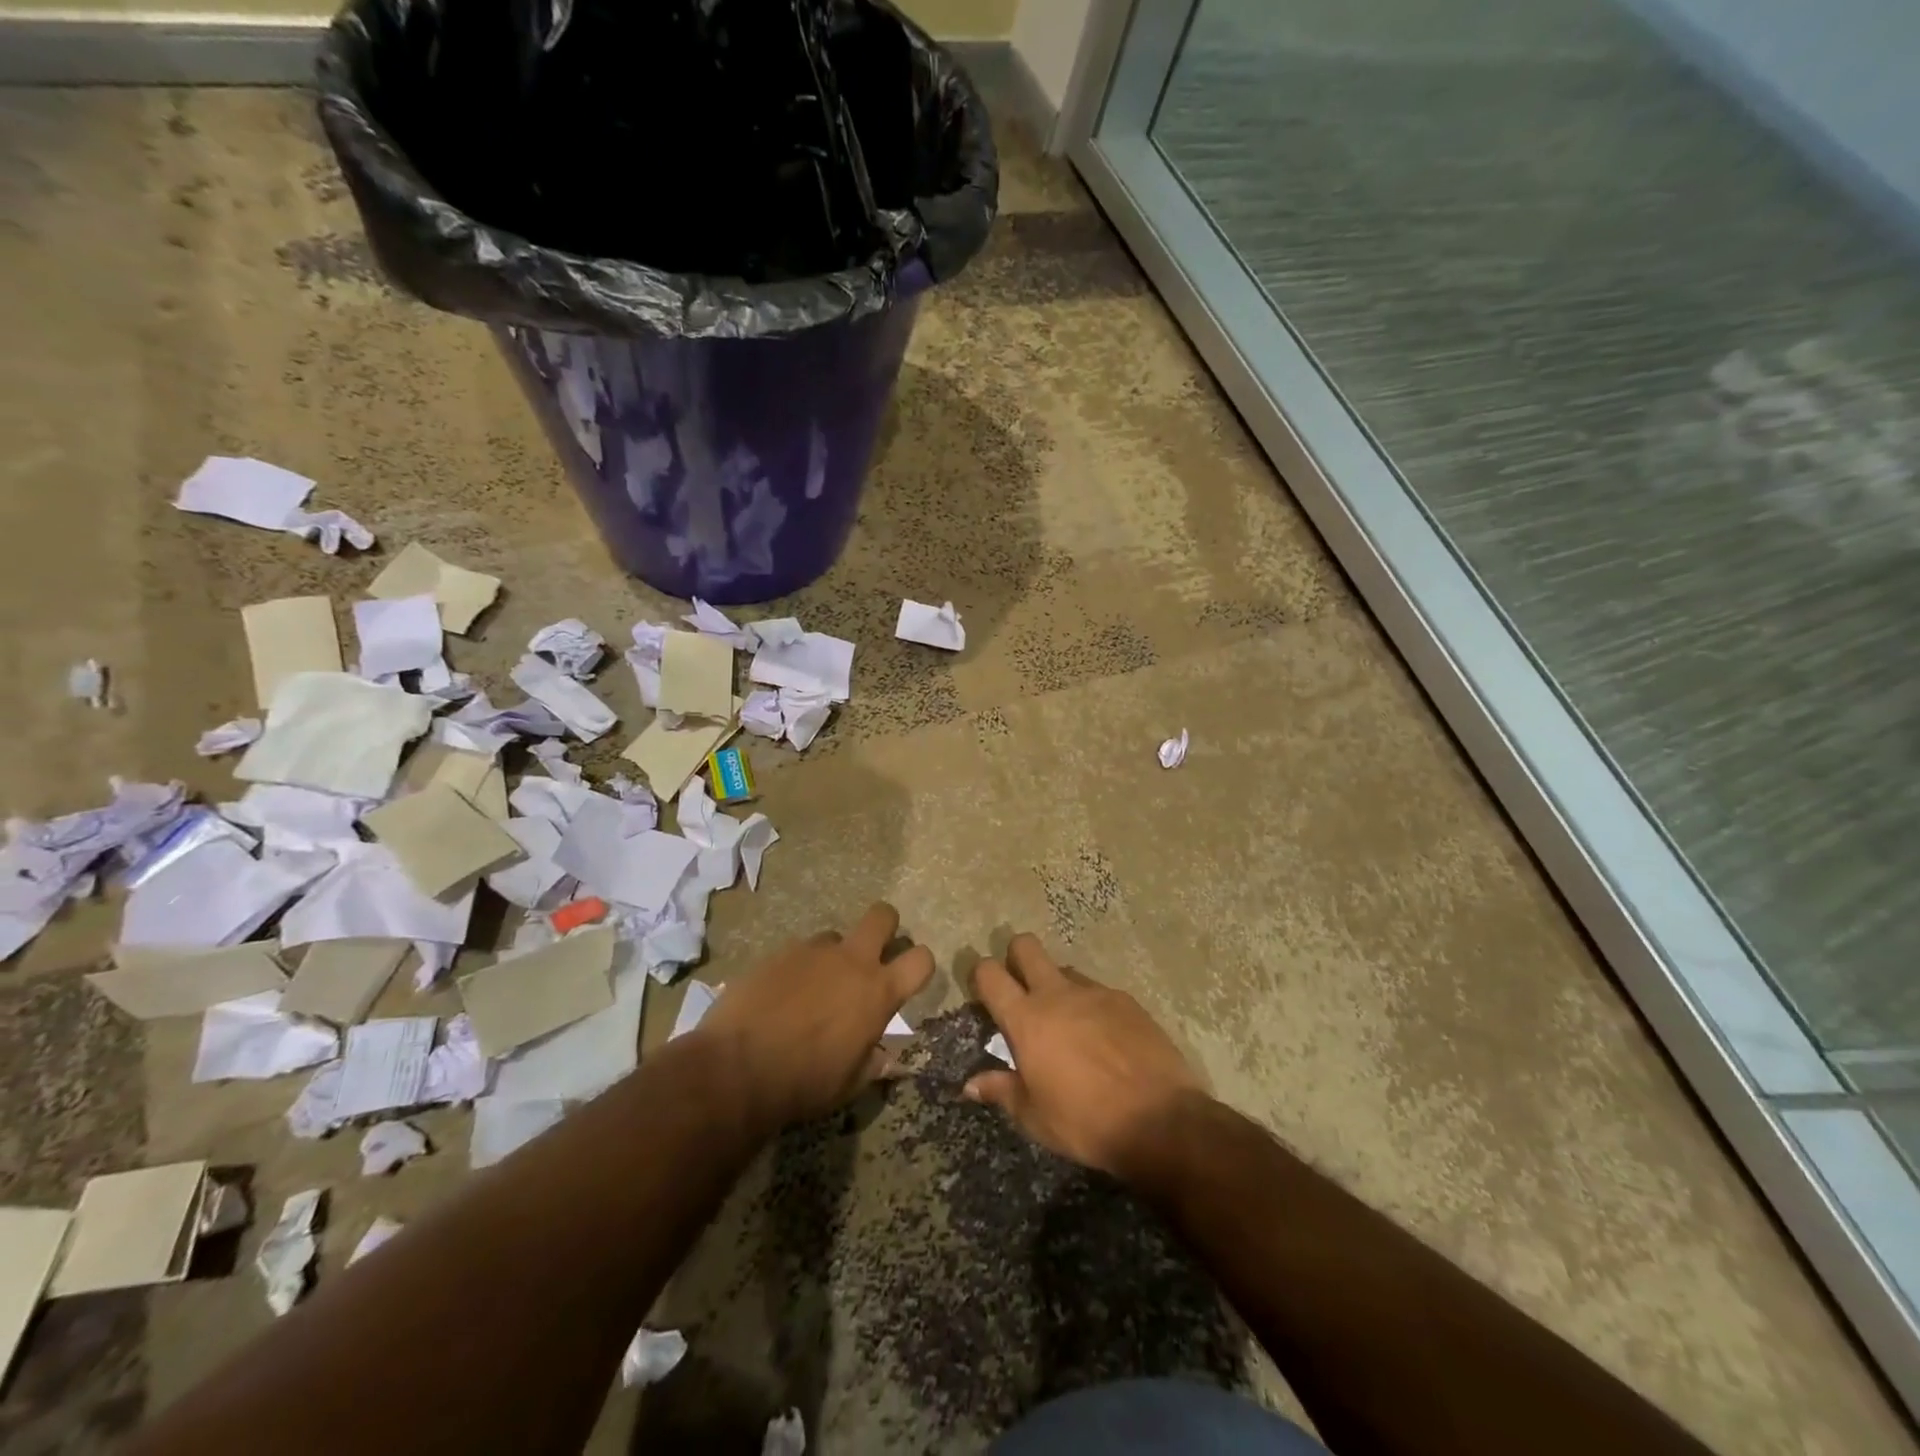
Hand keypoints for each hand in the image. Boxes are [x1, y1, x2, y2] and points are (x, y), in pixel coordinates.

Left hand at [695, 902, 933, 1131]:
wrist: (736, 1068)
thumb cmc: (803, 1083)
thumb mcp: (848, 1084)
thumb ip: (871, 1062)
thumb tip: (882, 1055)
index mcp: (877, 992)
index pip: (921, 959)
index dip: (921, 965)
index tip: (909, 978)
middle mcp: (851, 961)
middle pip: (883, 915)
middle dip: (885, 927)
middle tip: (872, 955)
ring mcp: (812, 951)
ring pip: (835, 936)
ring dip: (833, 956)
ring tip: (813, 989)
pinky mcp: (778, 952)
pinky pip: (798, 951)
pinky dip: (797, 969)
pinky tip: (780, 996)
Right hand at [964, 933, 1205, 1181]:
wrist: (1160, 1120)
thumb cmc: (1086, 1122)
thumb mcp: (1035, 1117)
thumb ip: (1001, 1091)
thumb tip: (971, 1084)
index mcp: (1027, 1019)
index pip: (990, 974)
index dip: (980, 975)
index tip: (983, 992)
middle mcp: (1057, 994)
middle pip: (1025, 946)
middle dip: (1016, 957)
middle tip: (1020, 989)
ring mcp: (1095, 992)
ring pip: (1064, 969)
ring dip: (1057, 986)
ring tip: (1066, 1024)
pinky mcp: (1126, 1000)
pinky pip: (1097, 991)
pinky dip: (1091, 1006)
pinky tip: (1103, 1038)